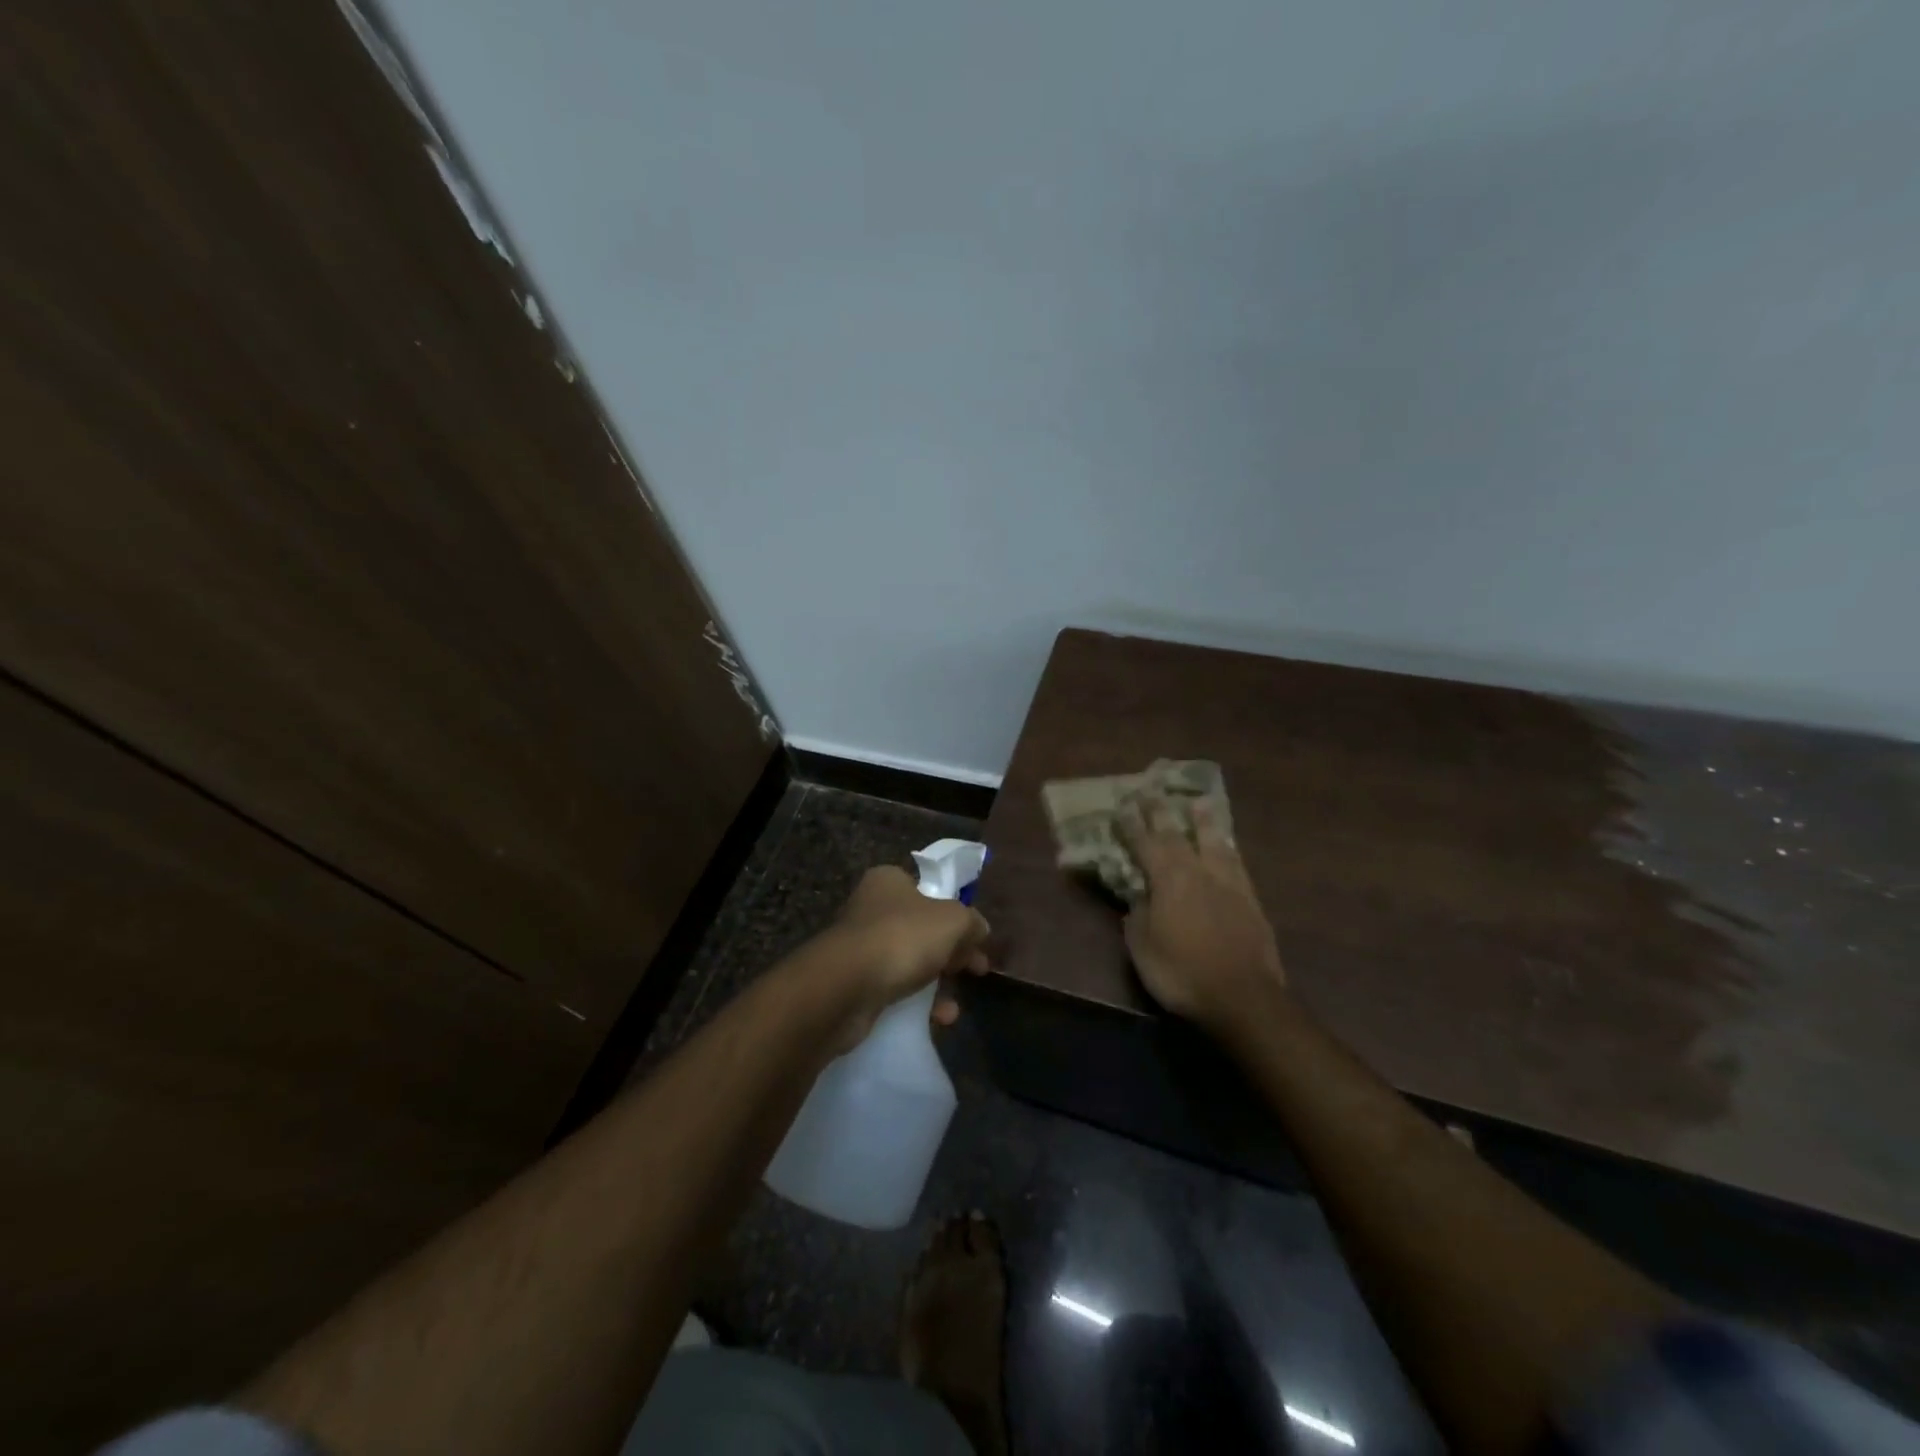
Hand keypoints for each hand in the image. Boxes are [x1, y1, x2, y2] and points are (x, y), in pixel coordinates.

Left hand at [817, 865, 991, 1046]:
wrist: (844, 988)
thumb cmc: (901, 938)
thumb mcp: (952, 921)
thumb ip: (972, 922)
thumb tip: (980, 929)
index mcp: (889, 881)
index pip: (929, 890)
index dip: (956, 913)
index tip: (976, 939)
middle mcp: (870, 908)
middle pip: (922, 928)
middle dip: (951, 952)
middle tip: (975, 971)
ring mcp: (859, 947)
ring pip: (908, 962)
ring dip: (935, 984)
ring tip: (953, 1007)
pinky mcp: (853, 984)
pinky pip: (893, 990)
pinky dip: (916, 1004)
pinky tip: (936, 1019)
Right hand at [1115, 796, 1285, 1031]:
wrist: (1243, 997)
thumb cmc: (1182, 973)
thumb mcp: (1142, 948)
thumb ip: (1137, 916)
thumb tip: (1138, 897)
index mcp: (1168, 879)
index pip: (1145, 843)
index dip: (1132, 824)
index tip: (1123, 803)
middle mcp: (1198, 871)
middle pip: (1178, 834)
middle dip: (1162, 811)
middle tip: (1153, 789)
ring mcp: (1229, 883)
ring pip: (1214, 842)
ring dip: (1204, 820)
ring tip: (1200, 801)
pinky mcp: (1251, 900)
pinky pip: (1236, 862)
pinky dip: (1227, 847)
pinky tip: (1228, 845)